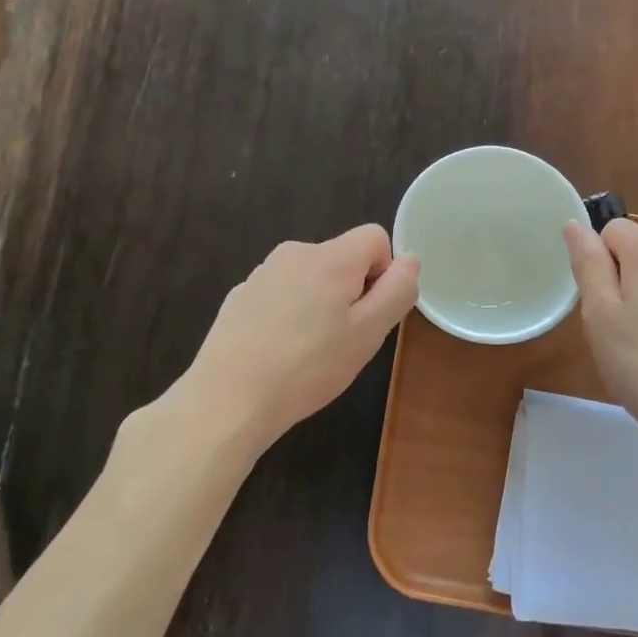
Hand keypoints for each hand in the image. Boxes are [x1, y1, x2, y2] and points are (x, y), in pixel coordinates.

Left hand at [183, 224, 419, 450]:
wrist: (227, 399)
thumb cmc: (308, 367)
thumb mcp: (368, 334)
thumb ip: (396, 292)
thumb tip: (410, 260)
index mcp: (330, 257)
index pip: (375, 237)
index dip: (383, 272)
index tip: (369, 313)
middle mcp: (295, 252)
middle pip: (342, 258)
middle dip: (351, 291)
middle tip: (342, 340)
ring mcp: (262, 273)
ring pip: (310, 277)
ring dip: (319, 304)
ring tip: (308, 351)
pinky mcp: (240, 296)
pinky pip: (280, 294)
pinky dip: (288, 315)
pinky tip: (277, 352)